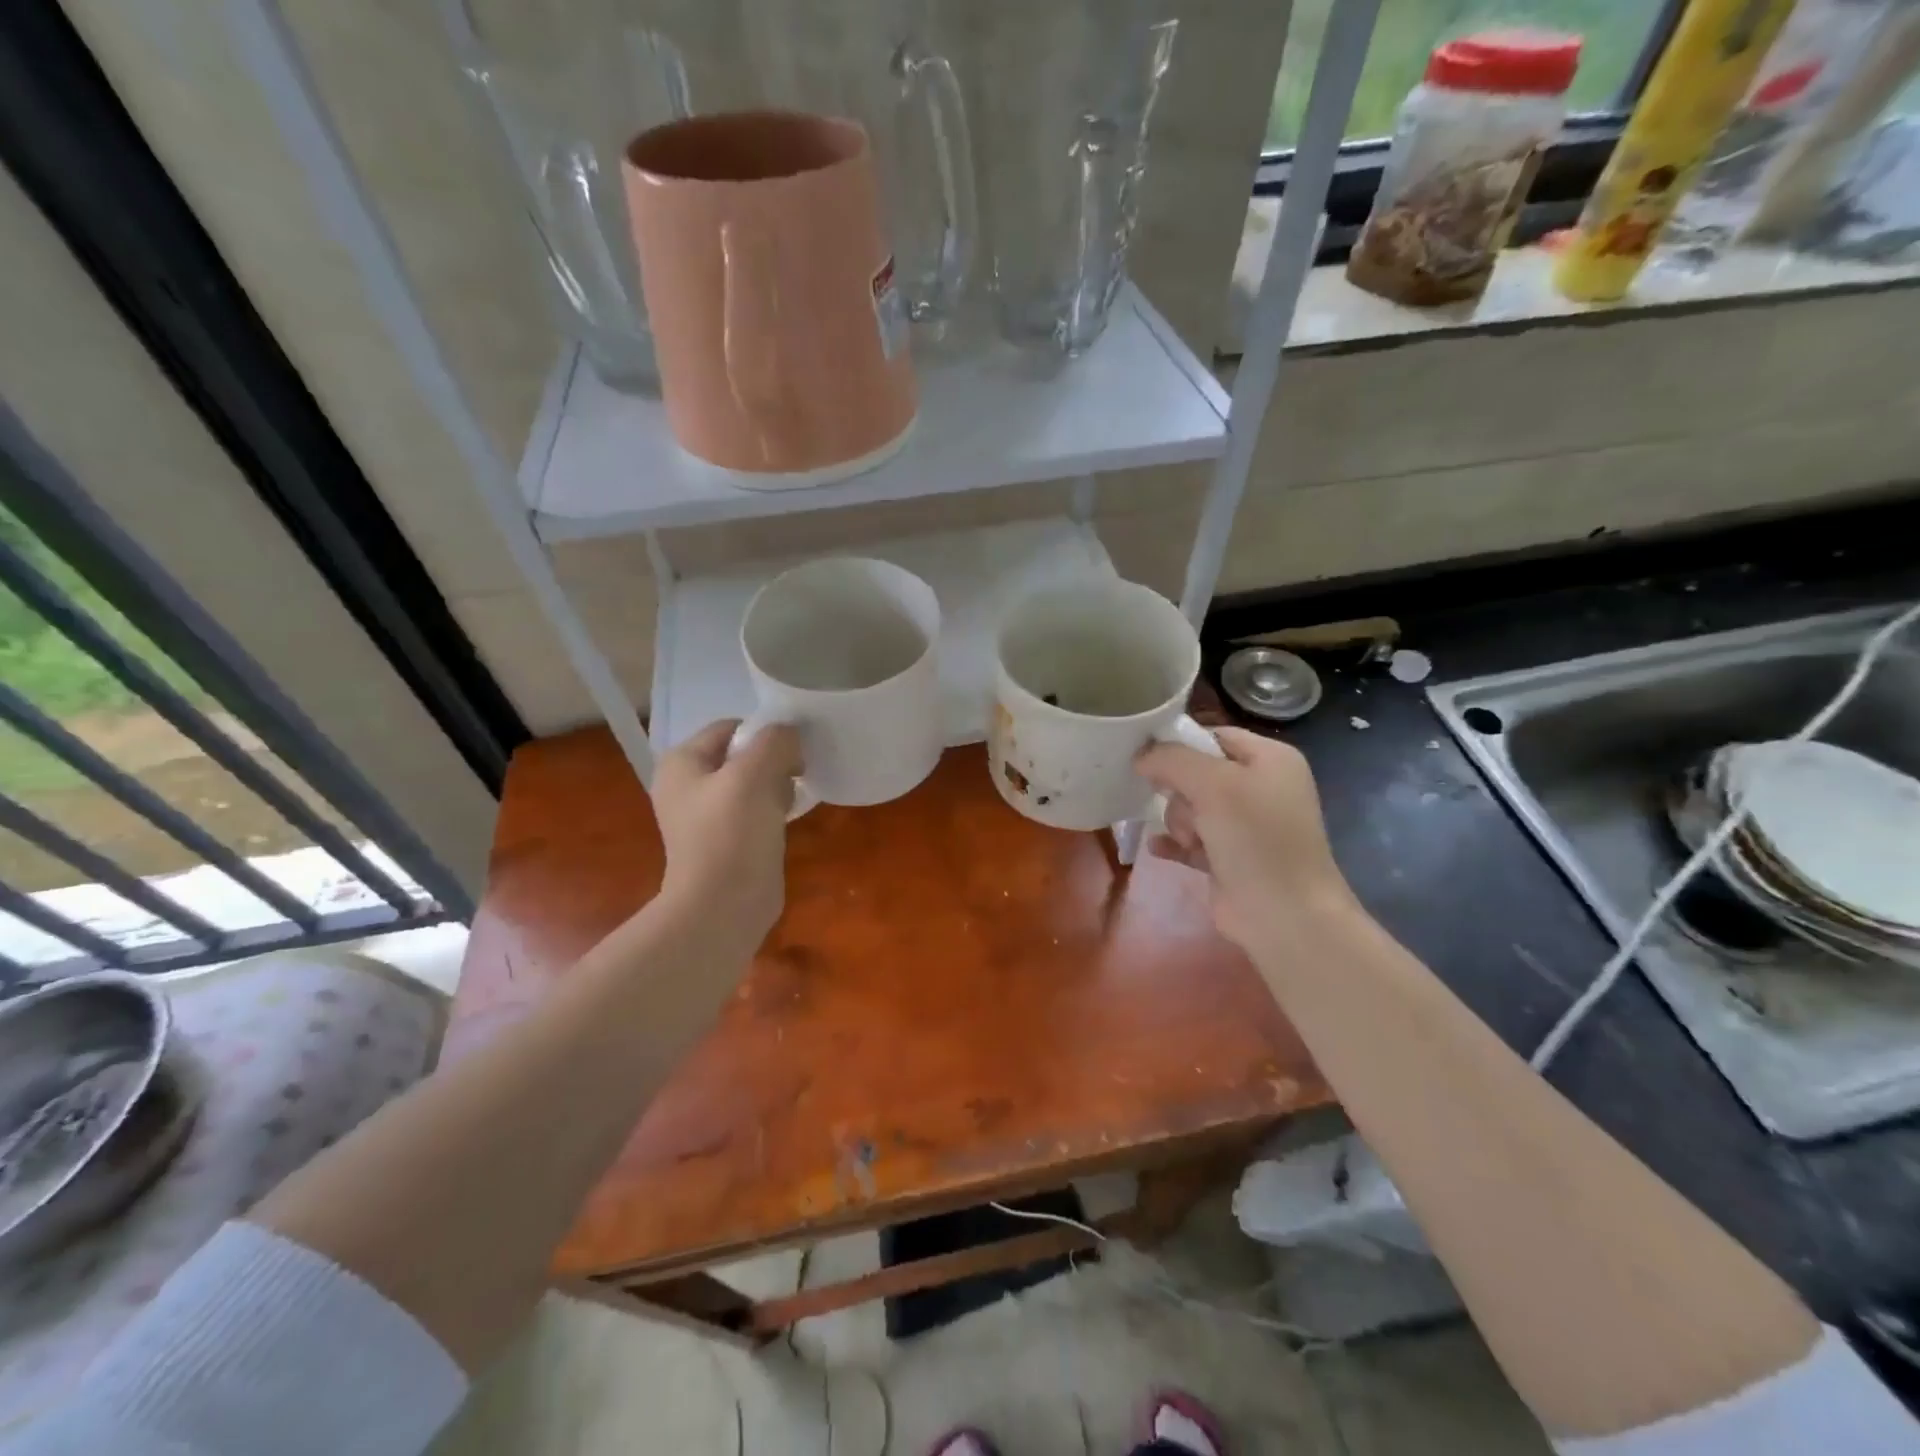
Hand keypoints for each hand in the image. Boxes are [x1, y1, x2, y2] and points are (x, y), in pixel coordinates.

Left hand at [650, 719, 801, 950]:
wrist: (723, 906)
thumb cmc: (731, 833)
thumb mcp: (754, 773)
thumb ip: (775, 741)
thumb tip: (791, 735)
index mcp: (682, 762)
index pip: (730, 727)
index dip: (764, 732)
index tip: (794, 750)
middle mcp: (688, 785)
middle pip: (742, 754)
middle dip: (774, 760)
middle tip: (795, 776)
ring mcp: (706, 816)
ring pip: (753, 782)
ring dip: (777, 785)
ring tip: (789, 801)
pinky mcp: (727, 840)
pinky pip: (755, 810)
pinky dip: (774, 810)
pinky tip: (787, 821)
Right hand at [1136, 727, 1358, 953]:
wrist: (1285, 916)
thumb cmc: (1256, 838)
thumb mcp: (1214, 784)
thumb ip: (1172, 759)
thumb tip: (1141, 756)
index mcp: (1270, 759)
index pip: (1213, 735)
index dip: (1180, 744)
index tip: (1148, 758)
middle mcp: (1260, 787)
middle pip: (1196, 772)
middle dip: (1180, 792)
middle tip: (1188, 810)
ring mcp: (1245, 826)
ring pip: (1189, 807)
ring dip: (1180, 822)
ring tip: (1191, 841)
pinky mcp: (1228, 858)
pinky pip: (1187, 839)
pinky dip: (1174, 842)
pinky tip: (1157, 848)